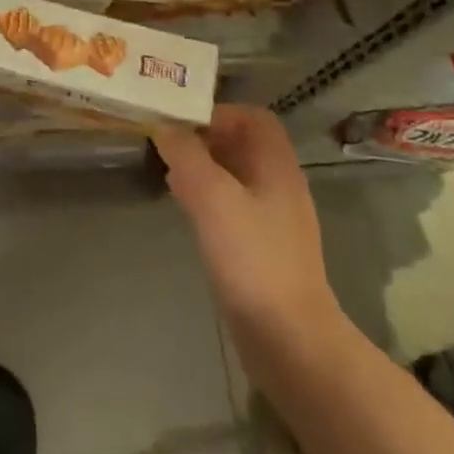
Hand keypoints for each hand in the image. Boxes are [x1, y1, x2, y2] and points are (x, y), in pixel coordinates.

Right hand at [153, 106, 340, 337]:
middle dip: (204, 138)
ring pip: (234, 175)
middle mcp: (278, 185)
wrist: (289, 341)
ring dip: (202, 167)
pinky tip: (183, 206)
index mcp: (277, 166)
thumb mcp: (212, 196)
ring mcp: (272, 219)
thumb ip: (187, 155)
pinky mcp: (260, 248)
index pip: (253, 118)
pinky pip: (231, 206)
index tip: (183, 122)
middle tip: (166, 143)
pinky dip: (206, 196)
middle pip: (242, 144)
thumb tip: (165, 126)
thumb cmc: (253, 258)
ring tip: (167, 170)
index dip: (219, 112)